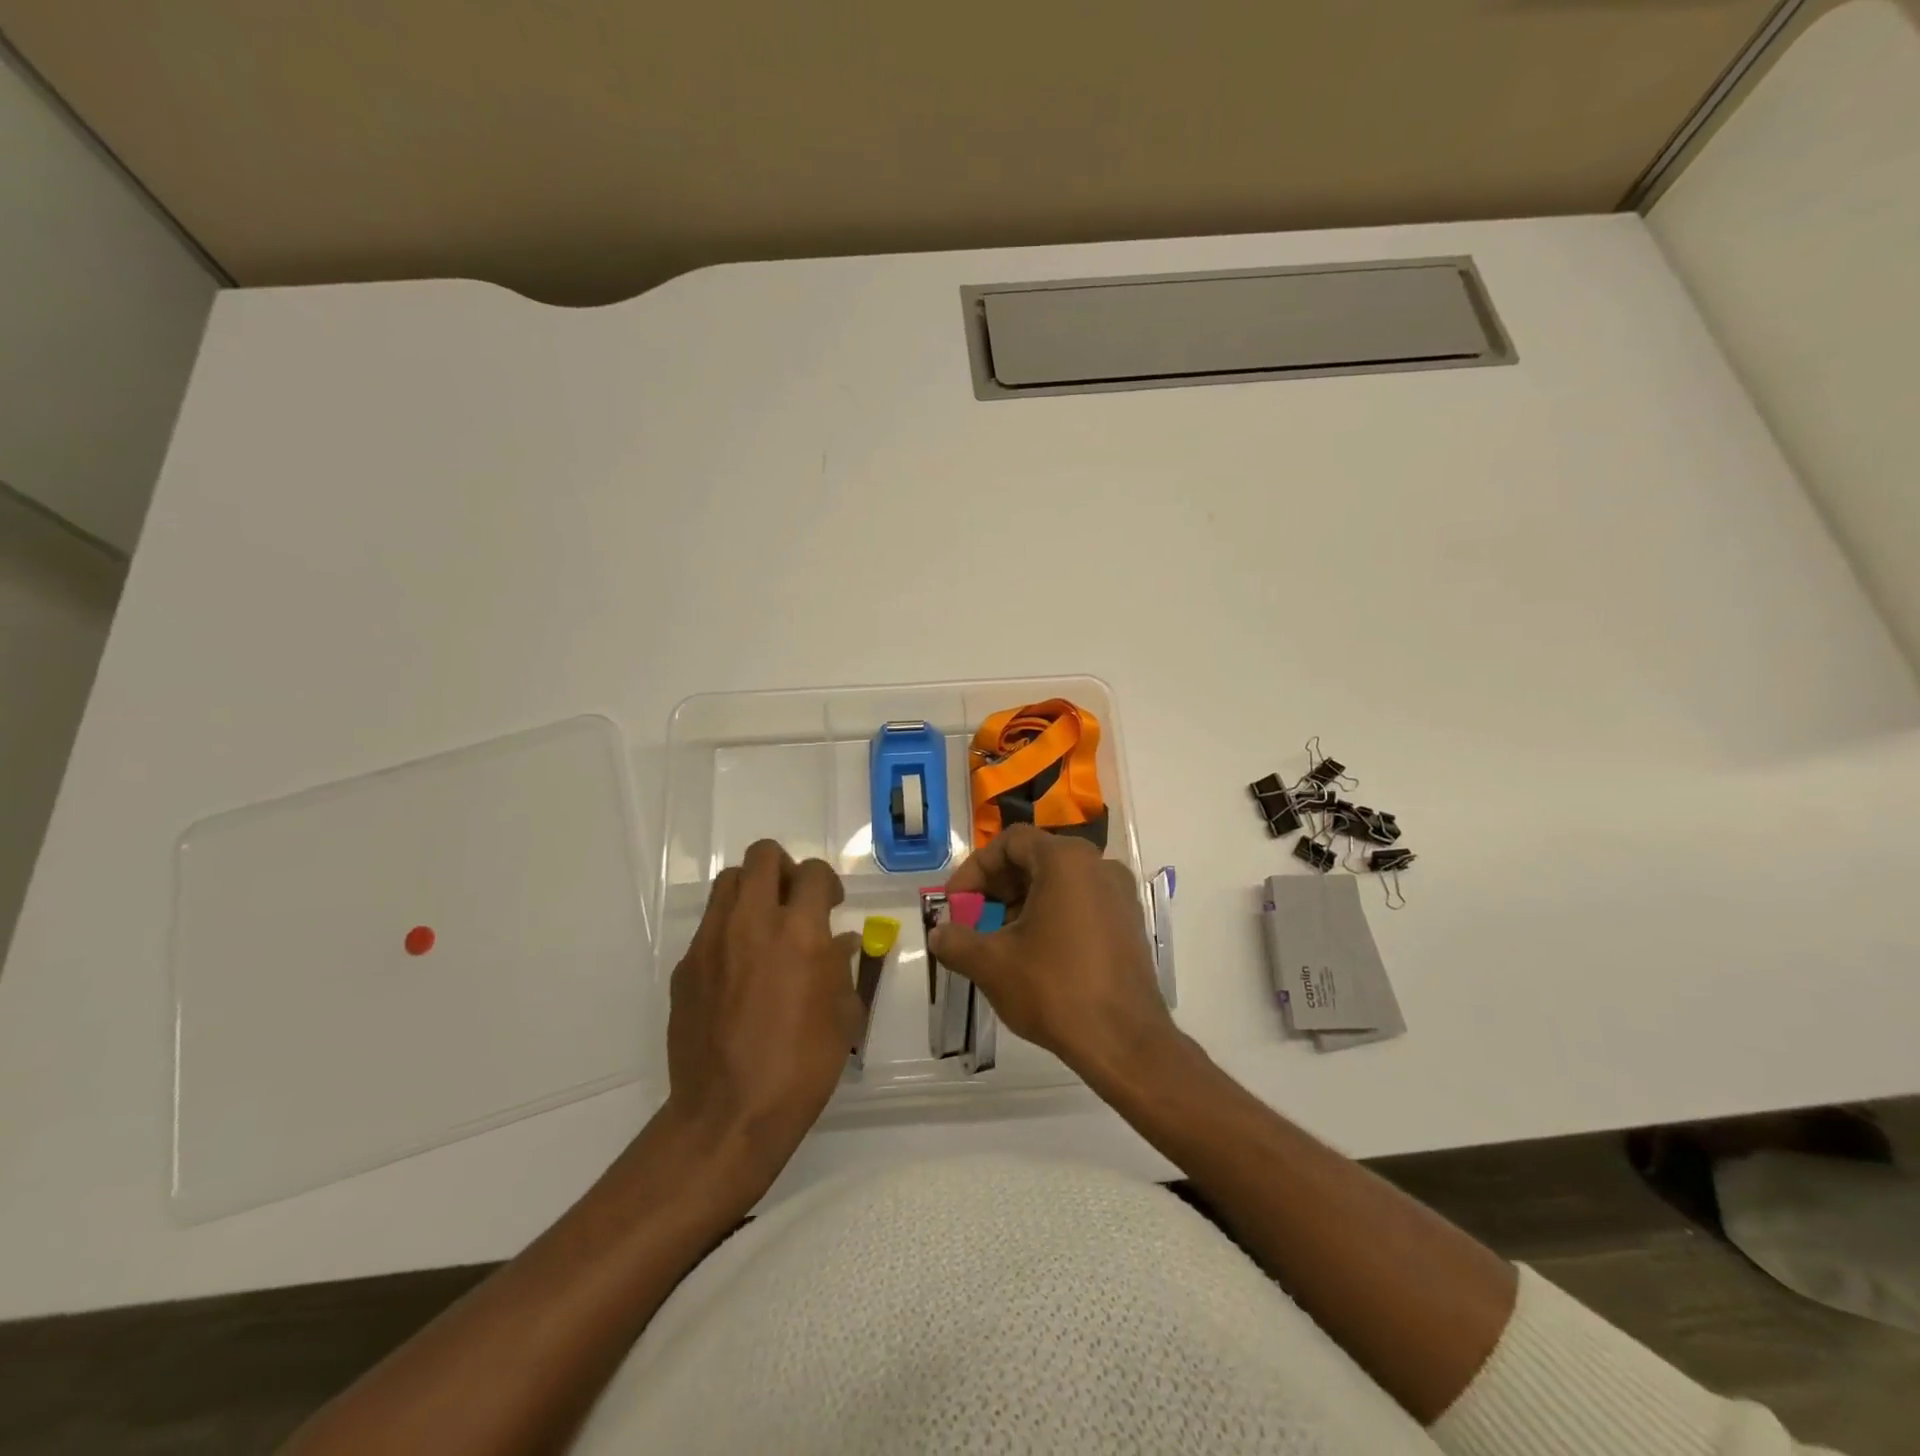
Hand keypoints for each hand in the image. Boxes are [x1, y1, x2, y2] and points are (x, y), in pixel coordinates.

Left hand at [665, 840, 860, 1186]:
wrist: (729, 1114)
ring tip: (765, 927)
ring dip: (752, 891)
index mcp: (800, 932)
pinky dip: (729, 931)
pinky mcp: (685, 967)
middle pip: (762, 856)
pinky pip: (709, 927)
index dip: (827, 883)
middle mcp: (752, 923)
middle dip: (785, 869)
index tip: (831, 906)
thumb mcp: (843, 1015)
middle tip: (795, 902)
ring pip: (729, 882)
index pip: (814, 872)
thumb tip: (839, 942)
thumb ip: (842, 966)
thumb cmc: (802, 1066)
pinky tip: (739, 971)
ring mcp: (711, 942)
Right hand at [929, 824, 1175, 1086]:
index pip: (1010, 842)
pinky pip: (1082, 902)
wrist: (1124, 1041)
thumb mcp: (992, 964)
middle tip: (973, 920)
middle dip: (997, 887)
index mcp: (1066, 860)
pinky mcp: (1130, 923)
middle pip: (1036, 858)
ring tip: (1001, 941)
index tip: (956, 904)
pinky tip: (1036, 954)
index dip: (975, 869)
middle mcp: (1098, 865)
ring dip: (1023, 903)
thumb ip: (956, 941)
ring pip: (1059, 882)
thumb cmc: (1054, 989)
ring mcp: (1120, 894)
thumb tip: (939, 934)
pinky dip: (1052, 915)